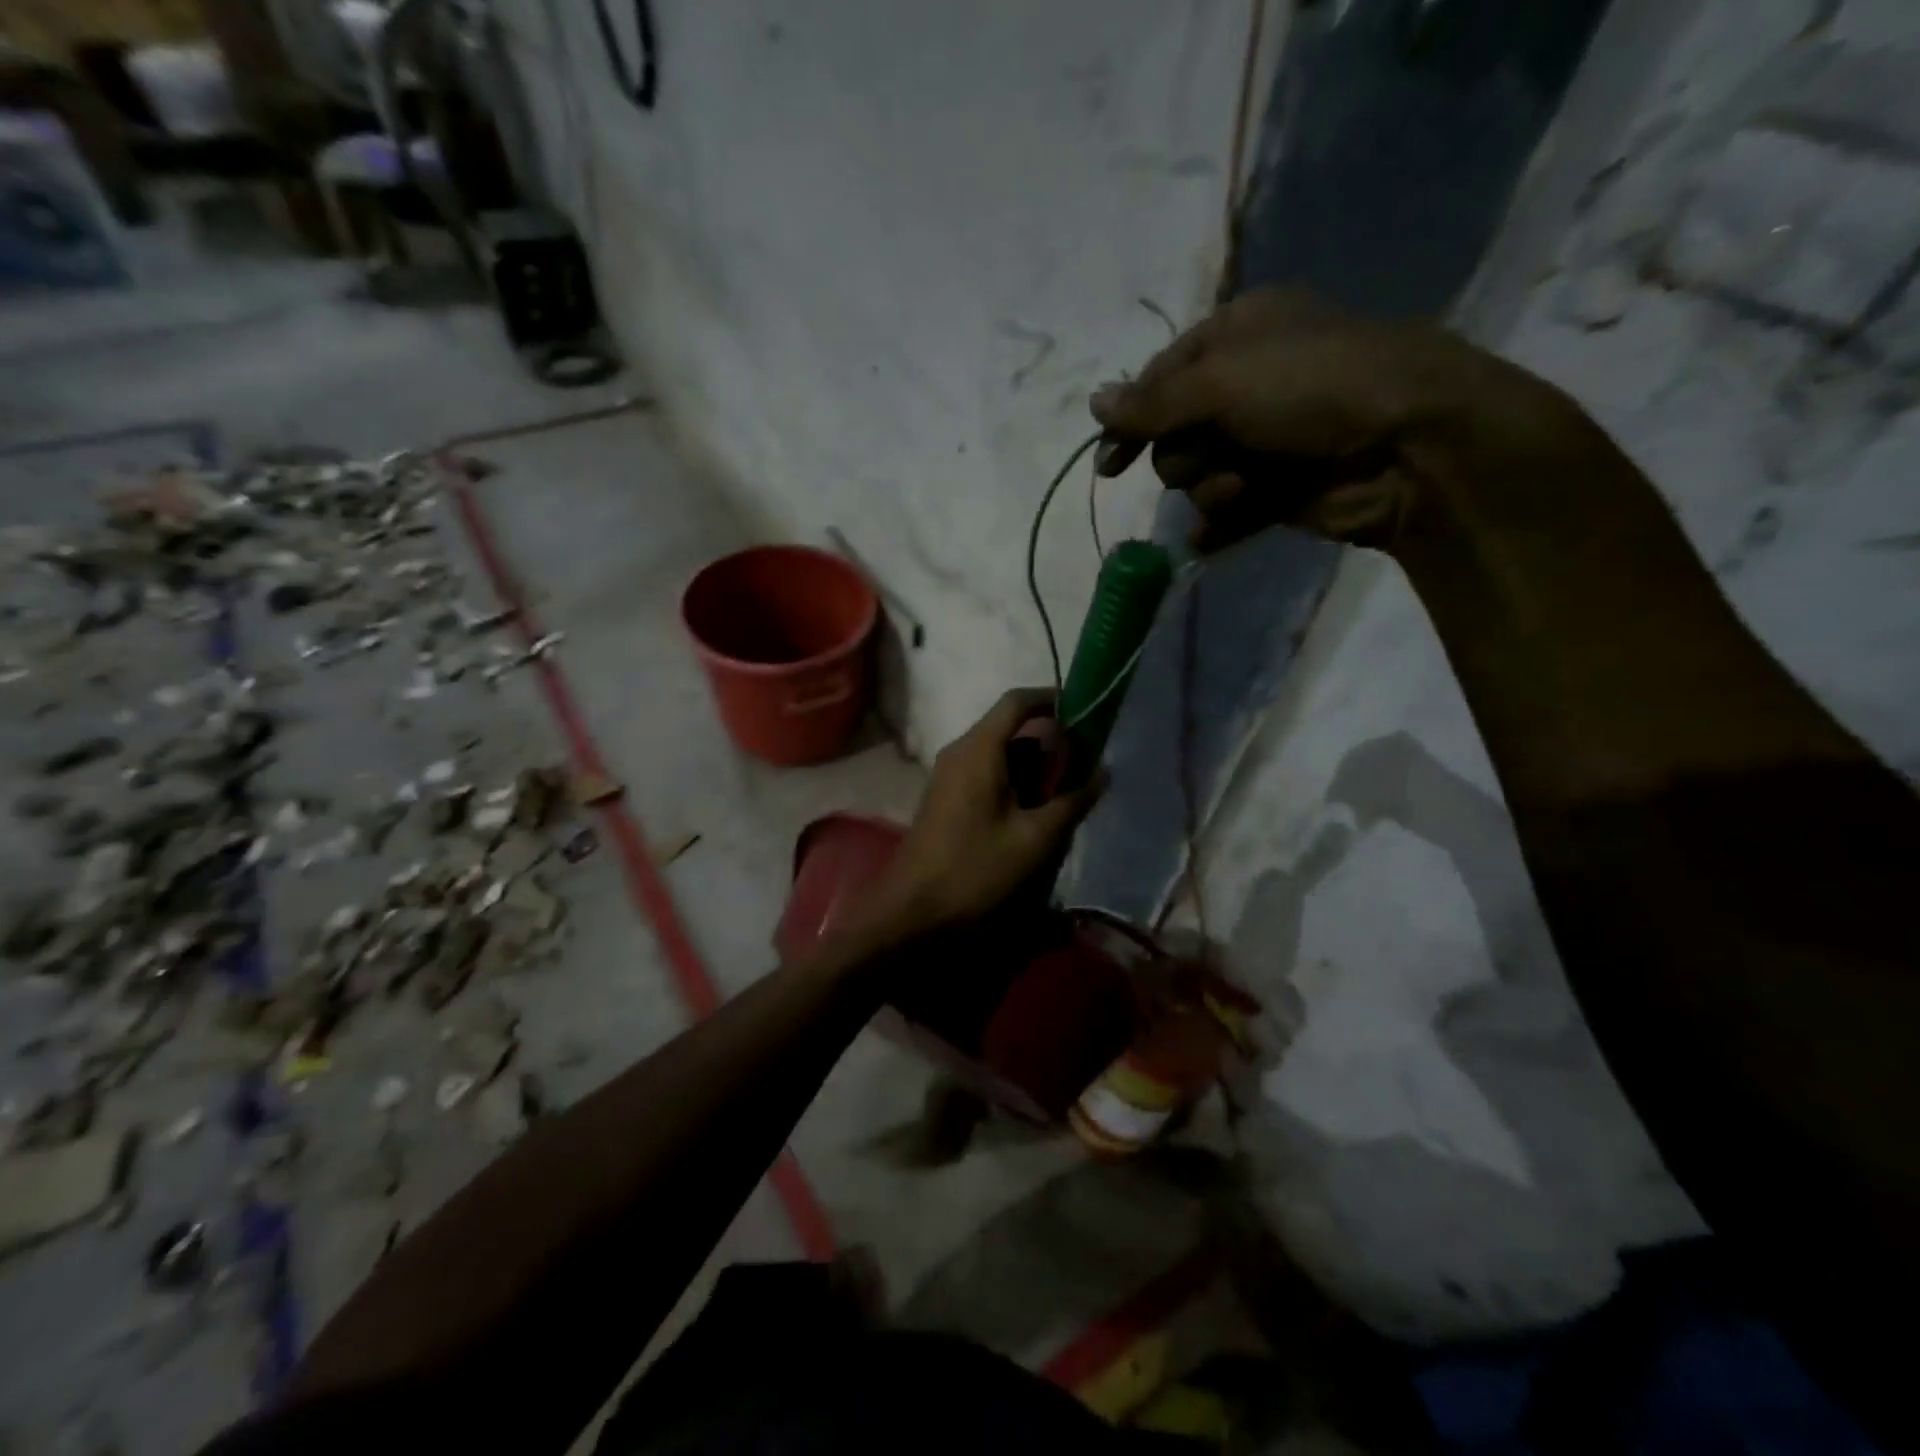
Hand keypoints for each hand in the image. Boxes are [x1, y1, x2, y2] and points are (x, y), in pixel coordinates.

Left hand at [862, 689, 1104, 941]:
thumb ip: (1072, 801)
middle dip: (1049, 739)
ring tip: (1066, 791)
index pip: (1016, 702)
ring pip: (997, 751)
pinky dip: (1013, 779)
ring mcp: (948, 774)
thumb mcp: (1034, 839)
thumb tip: (1102, 772)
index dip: (1052, 699)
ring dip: (1032, 763)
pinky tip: (1034, 811)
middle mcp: (959, 752)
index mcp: (979, 749)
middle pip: (1009, 727)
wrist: (912, 911)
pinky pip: (984, 771)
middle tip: (1083, 763)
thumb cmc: (975, 869)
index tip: (1085, 713)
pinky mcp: (945, 797)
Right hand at [1090, 288, 1584, 553]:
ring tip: (1243, 485)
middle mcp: (1247, 385)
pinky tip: (1211, 538)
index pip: (1160, 378)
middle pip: (1175, 434)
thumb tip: (1094, 404)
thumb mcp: (1221, 381)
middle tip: (1214, 453)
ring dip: (1210, 486)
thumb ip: (1152, 402)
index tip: (1109, 465)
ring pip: (1197, 476)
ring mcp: (1264, 441)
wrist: (1407, 445)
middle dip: (1184, 453)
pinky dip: (1219, 525)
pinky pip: (1226, 512)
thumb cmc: (1312, 389)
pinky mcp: (1278, 489)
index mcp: (1237, 336)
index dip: (1131, 420)